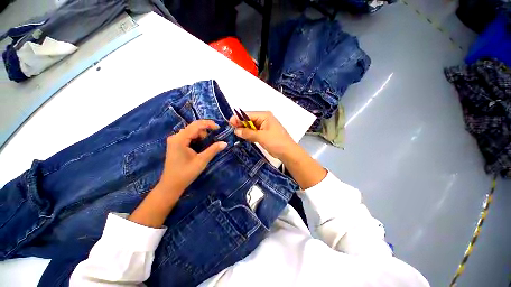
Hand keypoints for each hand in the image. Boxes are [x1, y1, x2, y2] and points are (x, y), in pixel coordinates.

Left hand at [159, 120, 227, 193]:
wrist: (171, 185)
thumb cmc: (186, 173)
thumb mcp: (201, 161)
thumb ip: (213, 150)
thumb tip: (225, 143)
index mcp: (180, 139)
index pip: (196, 125)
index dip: (208, 124)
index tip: (219, 128)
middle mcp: (176, 137)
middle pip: (193, 127)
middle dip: (205, 131)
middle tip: (214, 138)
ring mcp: (175, 140)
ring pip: (191, 132)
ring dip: (201, 135)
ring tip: (207, 145)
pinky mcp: (176, 144)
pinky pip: (188, 136)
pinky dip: (197, 139)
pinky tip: (201, 146)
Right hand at [229, 111, 297, 159]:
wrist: (288, 153)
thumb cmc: (276, 142)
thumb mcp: (261, 137)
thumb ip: (248, 133)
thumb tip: (236, 131)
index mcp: (264, 116)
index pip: (248, 115)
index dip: (238, 119)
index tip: (229, 123)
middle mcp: (264, 119)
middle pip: (249, 120)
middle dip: (240, 125)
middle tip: (231, 131)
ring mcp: (264, 127)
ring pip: (250, 127)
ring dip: (244, 131)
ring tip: (234, 134)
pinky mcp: (264, 134)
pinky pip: (254, 132)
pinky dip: (248, 135)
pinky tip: (242, 137)